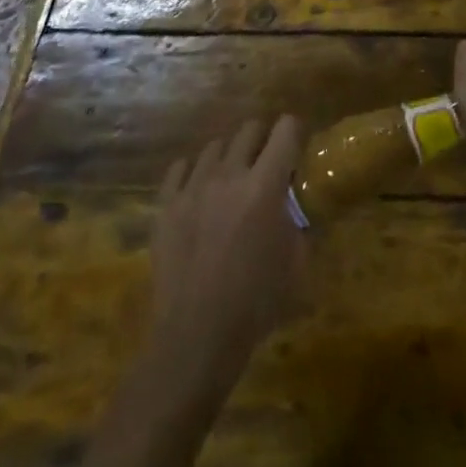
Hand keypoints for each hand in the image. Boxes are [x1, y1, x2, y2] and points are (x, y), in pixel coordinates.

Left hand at [149, 116, 307, 393]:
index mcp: (265, 185)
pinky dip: (193, 172)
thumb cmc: (256, 303)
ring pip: (214, 147)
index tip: (297, 145)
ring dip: (229, 157)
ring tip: (231, 179)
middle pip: (249, 130)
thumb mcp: (297, 263)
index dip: (294, 132)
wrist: (196, 336)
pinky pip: (179, 168)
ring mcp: (193, 187)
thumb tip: (300, 205)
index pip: (285, 130)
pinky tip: (199, 190)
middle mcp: (228, 175)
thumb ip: (300, 223)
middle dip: (262, 139)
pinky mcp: (166, 206)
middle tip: (267, 162)